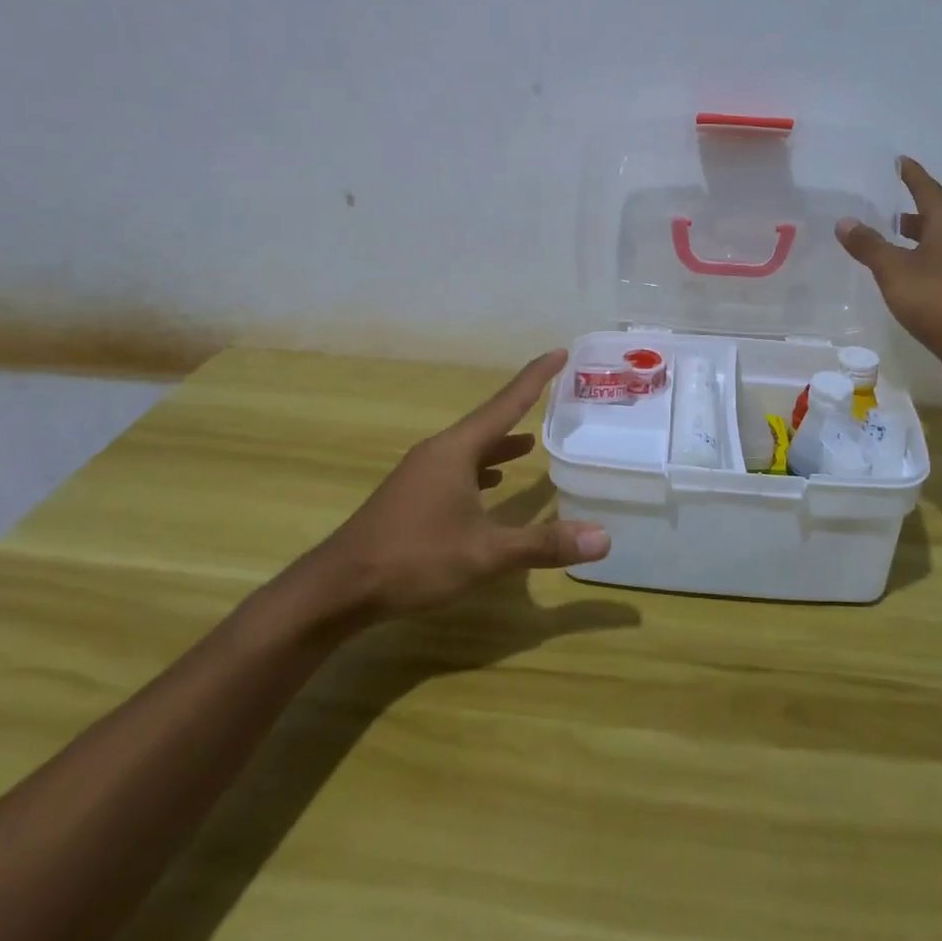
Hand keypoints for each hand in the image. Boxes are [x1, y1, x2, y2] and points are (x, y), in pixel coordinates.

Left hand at [298, 351, 610, 625]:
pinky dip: (480, 469)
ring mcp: (420, 474)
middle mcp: (439, 452)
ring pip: (470, 449)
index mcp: (457, 450)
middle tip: (552, 396)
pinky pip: (456, 469)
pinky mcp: (411, 496)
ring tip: (529, 444)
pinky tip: (490, 486)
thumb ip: (543, 544)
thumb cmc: (414, 559)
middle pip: (488, 422)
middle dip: (521, 409)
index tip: (559, 352)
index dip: (536, 377)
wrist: (338, 588)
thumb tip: (604, 538)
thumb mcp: (486, 553)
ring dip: (500, 444)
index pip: (506, 403)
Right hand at [837, 157, 941, 399]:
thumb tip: (845, 221)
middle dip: (910, 211)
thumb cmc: (940, 301)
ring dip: (911, 241)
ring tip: (884, 242)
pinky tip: (897, 281)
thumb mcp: (896, 271)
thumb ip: (870, 246)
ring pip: (933, 248)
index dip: (913, 176)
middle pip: (933, 220)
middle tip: (884, 205)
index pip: (928, 192)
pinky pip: (933, 272)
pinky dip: (914, 267)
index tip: (900, 161)